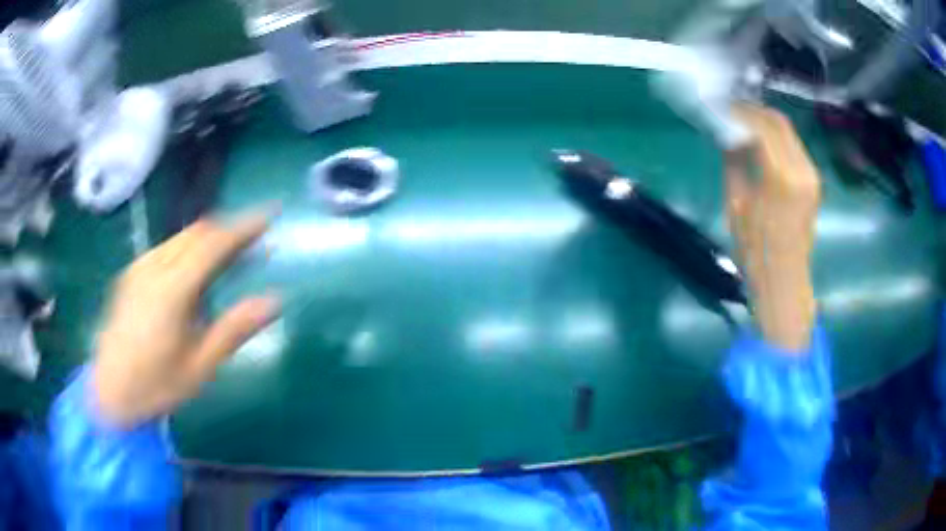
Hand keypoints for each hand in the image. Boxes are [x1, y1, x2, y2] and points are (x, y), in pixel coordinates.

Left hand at [91, 211, 279, 426]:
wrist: (109, 394)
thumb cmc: (156, 386)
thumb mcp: (200, 367)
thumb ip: (234, 329)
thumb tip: (274, 301)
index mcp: (171, 289)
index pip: (213, 243)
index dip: (244, 226)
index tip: (270, 214)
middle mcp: (153, 267)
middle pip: (197, 232)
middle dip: (228, 229)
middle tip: (255, 238)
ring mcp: (138, 268)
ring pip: (180, 237)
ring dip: (209, 238)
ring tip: (230, 252)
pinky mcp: (130, 274)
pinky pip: (166, 248)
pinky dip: (189, 248)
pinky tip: (195, 270)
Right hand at [725, 105, 819, 352]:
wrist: (785, 280)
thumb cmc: (755, 249)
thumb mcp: (736, 203)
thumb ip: (734, 161)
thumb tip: (728, 132)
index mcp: (780, 176)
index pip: (760, 125)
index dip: (739, 111)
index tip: (722, 107)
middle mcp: (801, 169)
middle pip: (779, 122)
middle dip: (754, 111)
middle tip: (733, 110)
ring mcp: (811, 174)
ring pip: (789, 132)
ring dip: (766, 122)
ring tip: (745, 124)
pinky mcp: (814, 181)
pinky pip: (795, 146)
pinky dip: (777, 138)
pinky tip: (763, 143)